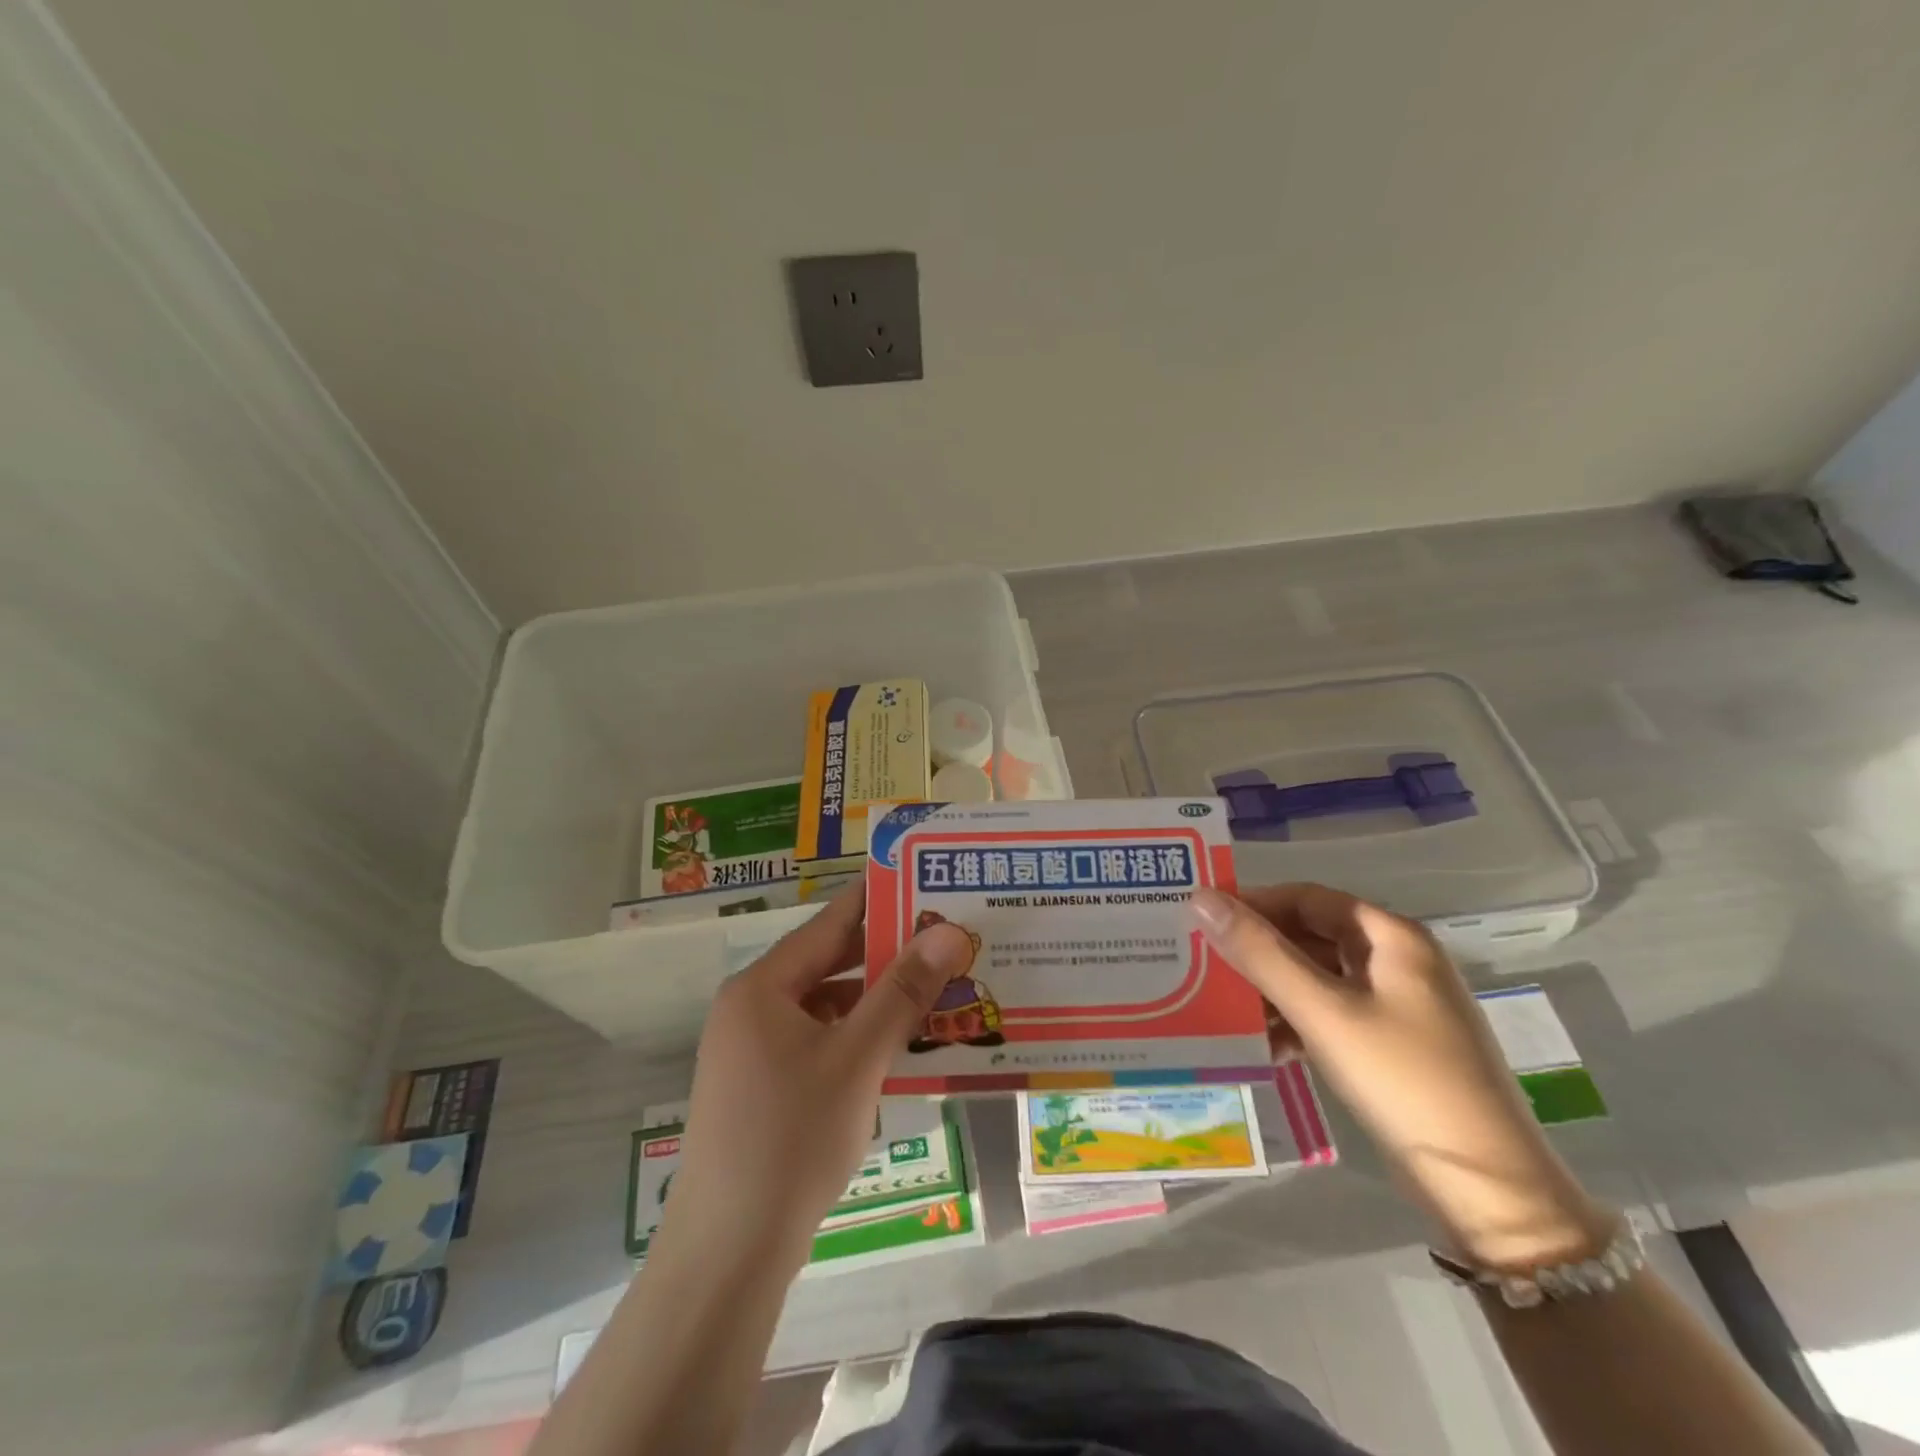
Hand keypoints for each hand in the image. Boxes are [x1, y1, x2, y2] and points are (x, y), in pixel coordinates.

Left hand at [659, 884, 977, 1269]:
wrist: (728, 1255)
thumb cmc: (791, 1139)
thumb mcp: (857, 1058)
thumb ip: (903, 992)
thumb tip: (948, 932)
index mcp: (762, 987)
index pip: (830, 924)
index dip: (879, 901)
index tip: (924, 881)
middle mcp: (751, 1008)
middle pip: (828, 964)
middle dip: (886, 954)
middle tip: (945, 939)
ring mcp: (752, 1050)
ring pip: (825, 1006)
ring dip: (875, 1000)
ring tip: (934, 990)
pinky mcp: (762, 1087)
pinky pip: (818, 1041)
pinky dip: (856, 1037)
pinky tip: (898, 1046)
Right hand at [1189, 883, 1612, 1268]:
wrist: (1488, 1189)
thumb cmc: (1402, 1080)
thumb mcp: (1322, 1010)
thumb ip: (1260, 952)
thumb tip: (1200, 898)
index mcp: (1392, 937)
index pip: (1307, 897)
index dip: (1254, 903)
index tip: (1203, 921)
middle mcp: (1399, 960)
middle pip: (1312, 935)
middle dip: (1259, 952)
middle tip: (1206, 966)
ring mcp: (1400, 1005)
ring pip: (1319, 977)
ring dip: (1274, 990)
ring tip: (1228, 1012)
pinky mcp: (1395, 1045)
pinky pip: (1333, 1014)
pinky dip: (1298, 1022)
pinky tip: (1268, 1048)